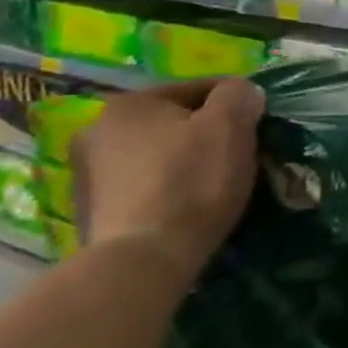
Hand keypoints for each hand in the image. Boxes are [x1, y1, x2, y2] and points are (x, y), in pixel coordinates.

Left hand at [72, 78, 265, 281]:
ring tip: (217, 182)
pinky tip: (189, 205)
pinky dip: (169, 188)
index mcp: (129, 103)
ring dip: (186, 160)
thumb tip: (242, 93)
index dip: (237, 103)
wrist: (143, 260)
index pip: (200, 87)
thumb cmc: (191, 181)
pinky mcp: (92, 212)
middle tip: (240, 153)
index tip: (259, 125)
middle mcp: (97, 131)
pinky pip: (145, 186)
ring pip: (159, 154)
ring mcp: (88, 174)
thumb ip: (240, 95)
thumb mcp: (230, 125)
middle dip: (208, 133)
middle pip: (175, 122)